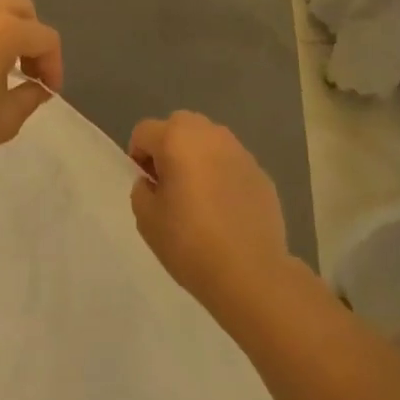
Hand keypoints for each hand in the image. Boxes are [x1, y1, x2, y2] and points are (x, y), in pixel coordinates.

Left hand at [0, 0, 63, 176]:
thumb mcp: (3, 121)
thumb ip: (30, 97)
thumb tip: (38, 86)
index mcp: (4, 30)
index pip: (45, 37)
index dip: (54, 65)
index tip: (47, 91)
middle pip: (21, 8)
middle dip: (32, 36)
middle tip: (27, 69)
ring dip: (4, 21)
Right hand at [129, 111, 293, 314]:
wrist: (252, 273)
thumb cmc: (191, 243)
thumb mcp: (147, 220)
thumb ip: (142, 190)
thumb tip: (153, 182)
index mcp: (176, 139)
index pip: (144, 131)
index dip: (138, 156)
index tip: (147, 186)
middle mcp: (209, 134)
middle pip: (178, 126)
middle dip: (169, 148)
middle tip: (170, 186)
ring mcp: (239, 151)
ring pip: (208, 141)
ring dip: (197, 158)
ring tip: (199, 197)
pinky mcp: (261, 172)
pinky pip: (231, 163)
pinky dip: (222, 175)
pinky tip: (225, 210)